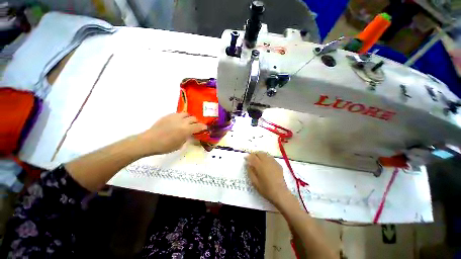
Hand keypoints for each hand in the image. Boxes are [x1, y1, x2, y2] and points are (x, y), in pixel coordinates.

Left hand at [138, 113, 206, 154]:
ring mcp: (175, 117)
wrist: (149, 141)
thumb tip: (188, 134)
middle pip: (193, 118)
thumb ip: (186, 138)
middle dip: (197, 122)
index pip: (198, 126)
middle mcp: (182, 121)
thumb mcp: (179, 145)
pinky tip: (178, 121)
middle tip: (196, 125)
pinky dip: (181, 117)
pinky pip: (178, 114)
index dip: (203, 127)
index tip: (205, 127)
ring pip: (186, 114)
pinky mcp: (168, 116)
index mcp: (186, 130)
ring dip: (189, 118)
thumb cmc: (165, 146)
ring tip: (188, 121)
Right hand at [245, 152, 292, 205]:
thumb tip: (248, 164)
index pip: (252, 157)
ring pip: (265, 154)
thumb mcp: (255, 182)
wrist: (280, 194)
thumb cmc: (266, 189)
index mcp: (260, 166)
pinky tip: (266, 163)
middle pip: (259, 153)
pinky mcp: (278, 164)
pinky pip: (270, 157)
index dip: (248, 156)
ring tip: (258, 159)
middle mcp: (267, 161)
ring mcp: (273, 162)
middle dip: (254, 154)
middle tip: (251, 158)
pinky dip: (266, 158)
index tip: (245, 158)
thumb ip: (250, 172)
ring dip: (260, 155)